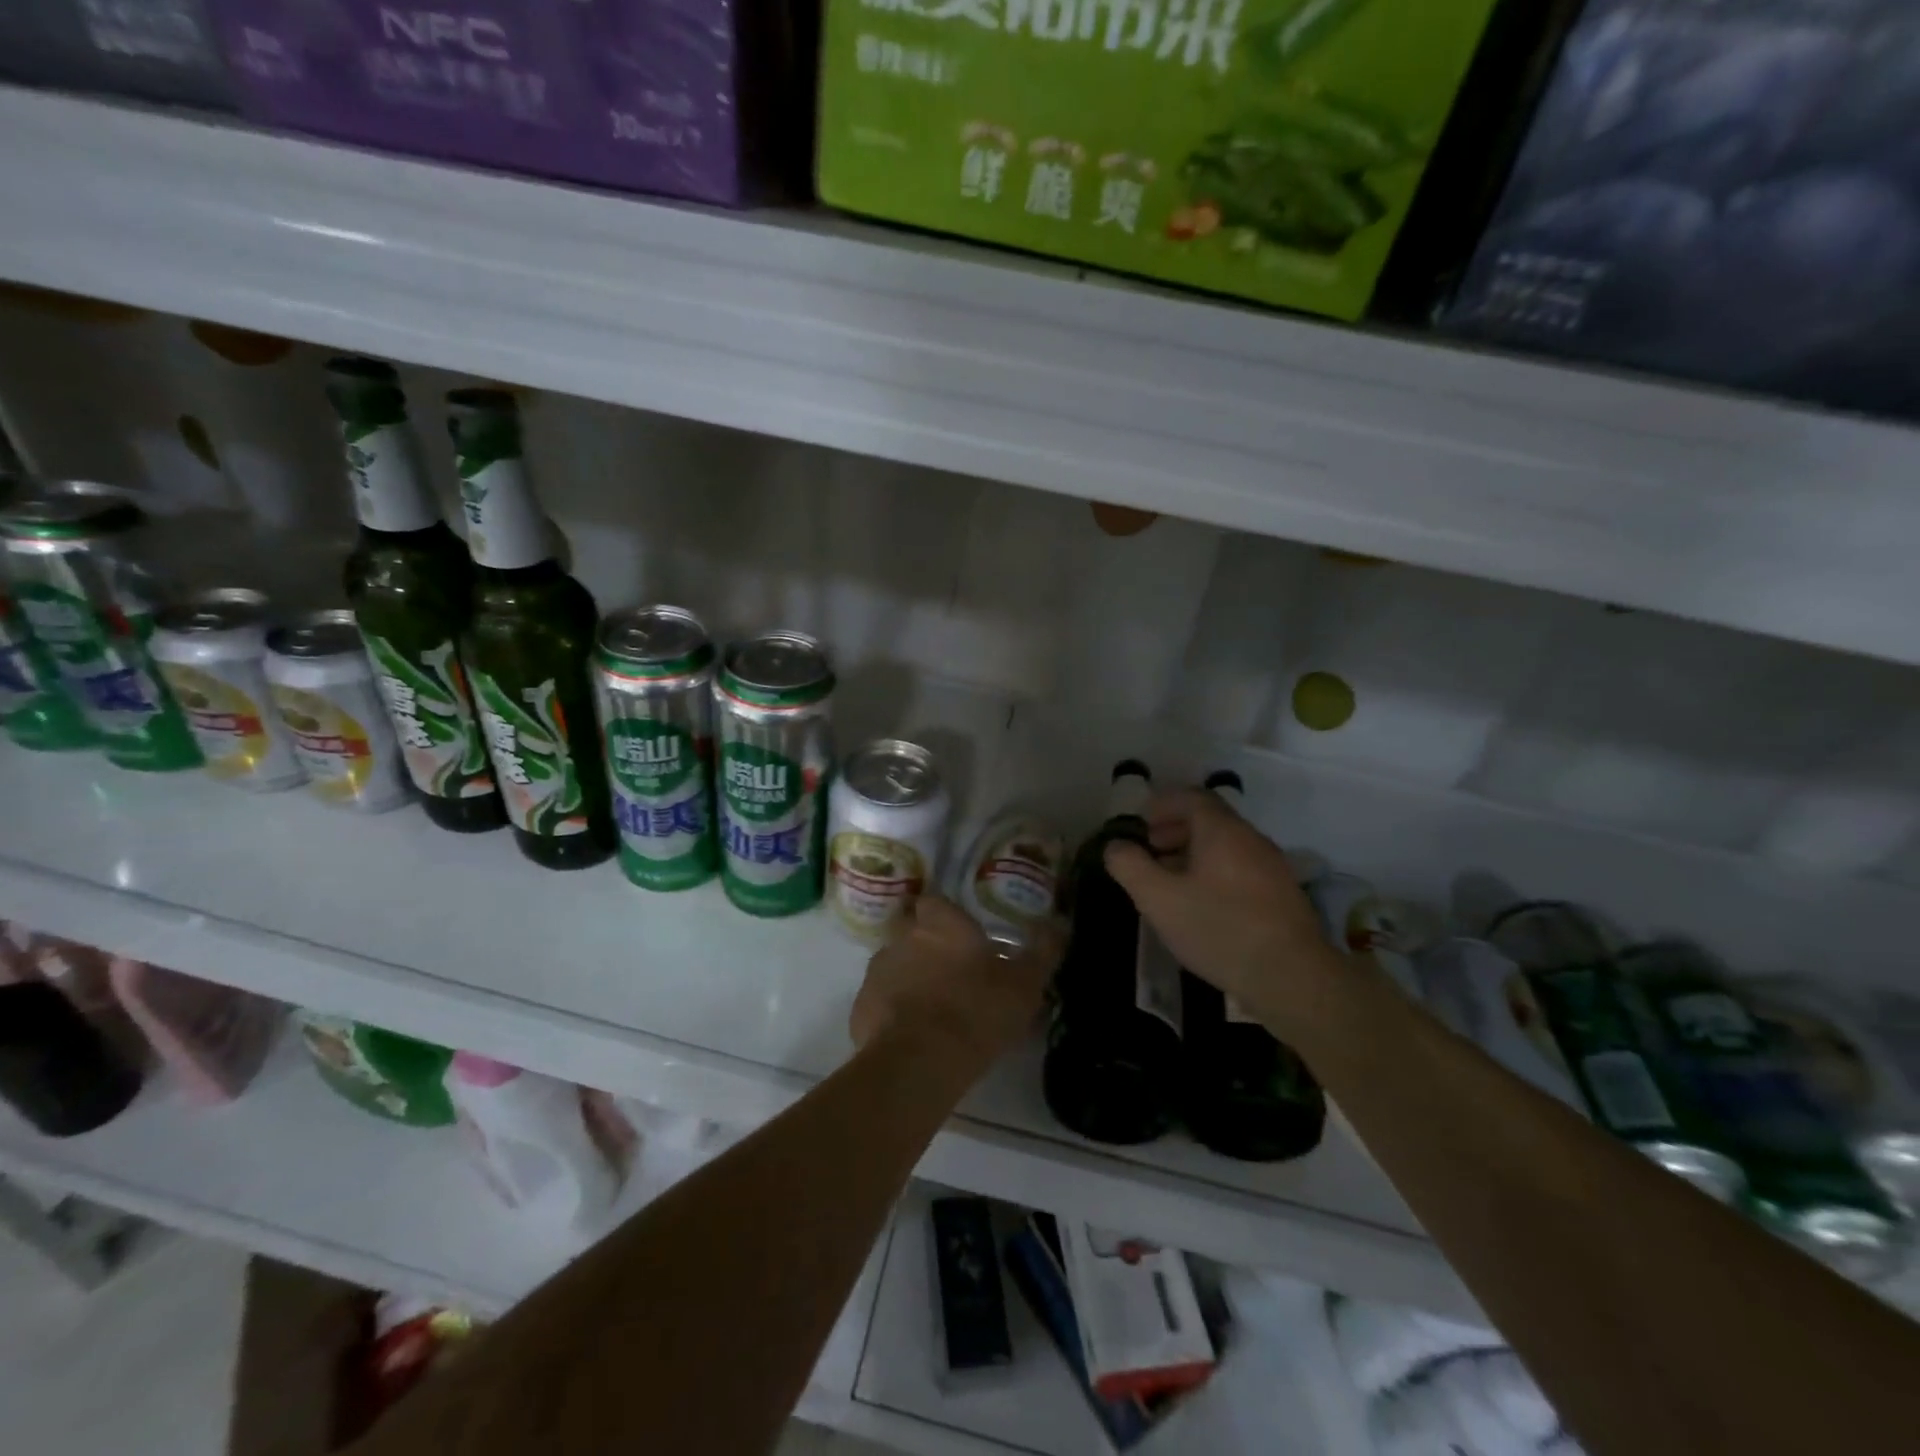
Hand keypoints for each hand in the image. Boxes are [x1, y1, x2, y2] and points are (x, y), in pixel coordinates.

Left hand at [850, 895, 1062, 1070]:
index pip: (935, 902)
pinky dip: (892, 1009)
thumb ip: (1043, 950)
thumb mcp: (1024, 983)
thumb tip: (1059, 922)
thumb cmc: (978, 1011)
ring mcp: (877, 971)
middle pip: (909, 929)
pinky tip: (911, 1032)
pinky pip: (880, 999)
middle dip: (924, 943)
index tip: (960, 936)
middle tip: (948, 970)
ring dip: (907, 976)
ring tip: (931, 1005)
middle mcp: (903, 936)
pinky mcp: (861, 1006)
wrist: (921, 1062)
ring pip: (893, 963)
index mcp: (940, 923)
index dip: (946, 916)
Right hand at [1103, 789, 1340, 1032]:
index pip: (1192, 797)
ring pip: (1227, 847)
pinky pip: (1241, 869)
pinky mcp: (1283, 896)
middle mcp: (1251, 840)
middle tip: (1151, 849)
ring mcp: (1272, 868)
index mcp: (1222, 831)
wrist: (1292, 977)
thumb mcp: (1159, 899)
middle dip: (1176, 829)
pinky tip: (1203, 905)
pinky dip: (1215, 872)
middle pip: (1211, 820)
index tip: (1142, 822)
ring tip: (1171, 880)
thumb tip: (1115, 846)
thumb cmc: (1219, 929)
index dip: (1163, 804)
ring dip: (1195, 853)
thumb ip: (1131, 867)